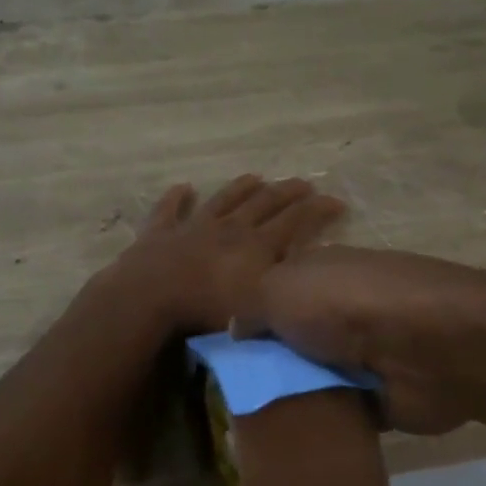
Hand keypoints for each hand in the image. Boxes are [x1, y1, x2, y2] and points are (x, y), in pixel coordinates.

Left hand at [107, 174, 346, 333]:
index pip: (294, 221)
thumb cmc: (206, 310)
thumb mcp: (258, 305)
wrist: (149, 298)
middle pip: (264, 204)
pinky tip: (183, 187)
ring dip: (240, 187)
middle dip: (287, 192)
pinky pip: (170, 210)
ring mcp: (193, 226)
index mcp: (256, 246)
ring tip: (255, 176)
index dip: (317, 210)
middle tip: (304, 183)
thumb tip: (304, 282)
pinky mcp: (160, 232)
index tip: (336, 201)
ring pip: (223, 200)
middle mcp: (230, 228)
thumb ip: (283, 291)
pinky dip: (176, 198)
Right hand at [245, 246, 485, 434]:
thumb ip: (250, 307)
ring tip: (251, 427)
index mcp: (322, 273)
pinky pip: (339, 411)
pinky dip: (321, 424)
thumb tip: (236, 328)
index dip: (251, 319)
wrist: (425, 348)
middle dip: (267, 364)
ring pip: (314, 377)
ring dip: (292, 396)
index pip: (277, 293)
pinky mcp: (382, 395)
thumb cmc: (344, 305)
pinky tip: (289, 441)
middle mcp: (344, 310)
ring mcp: (366, 353)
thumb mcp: (278, 289)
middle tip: (229, 396)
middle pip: (294, 340)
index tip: (223, 352)